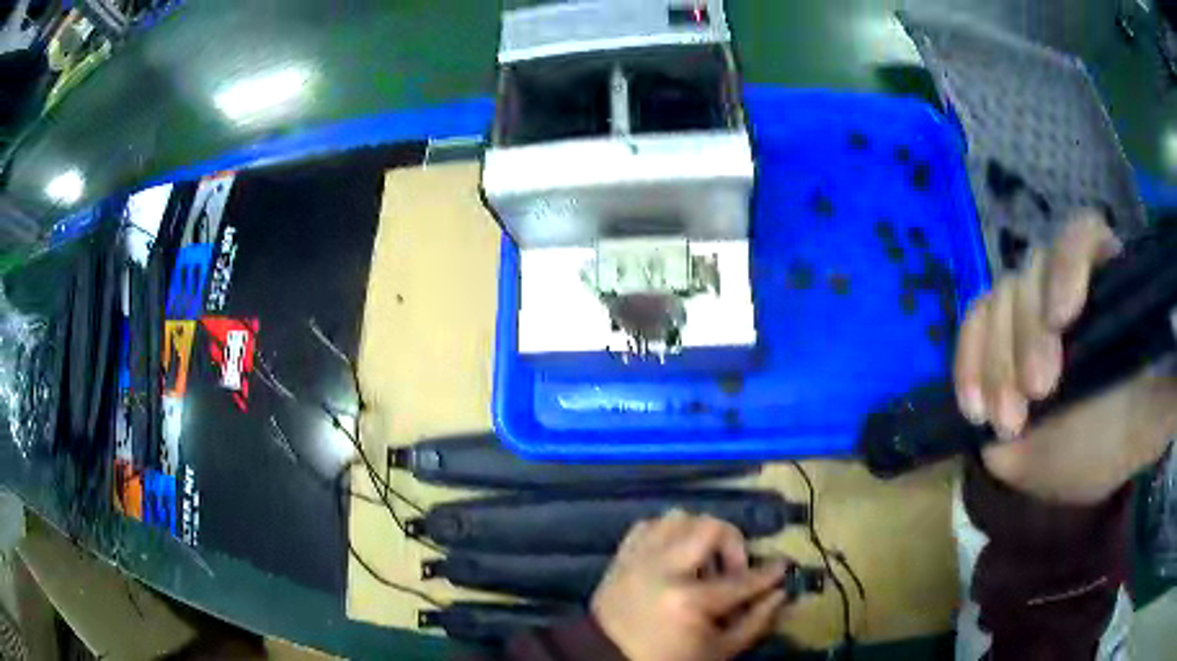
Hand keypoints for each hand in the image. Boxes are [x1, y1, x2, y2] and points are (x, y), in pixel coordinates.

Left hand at [591, 510, 787, 660]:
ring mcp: (637, 559)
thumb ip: (756, 622)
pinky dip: (668, 533)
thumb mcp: (720, 651)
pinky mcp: (620, 557)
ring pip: (678, 518)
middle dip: (733, 544)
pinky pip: (649, 525)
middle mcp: (662, 569)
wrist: (608, 660)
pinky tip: (675, 556)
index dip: (769, 573)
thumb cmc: (669, 660)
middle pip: (710, 528)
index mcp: (688, 600)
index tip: (783, 566)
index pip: (742, 579)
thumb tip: (781, 593)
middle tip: (734, 568)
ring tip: (702, 563)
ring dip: (699, 535)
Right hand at [954, 212, 1176, 503]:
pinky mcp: (996, 343)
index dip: (1068, 263)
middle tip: (1034, 399)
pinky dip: (968, 361)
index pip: (1083, 235)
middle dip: (1028, 335)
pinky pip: (972, 329)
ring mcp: (1026, 314)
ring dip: (995, 362)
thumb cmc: (1122, 439)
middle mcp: (1064, 285)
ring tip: (1006, 421)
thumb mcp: (1154, 414)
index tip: (1063, 320)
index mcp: (1105, 284)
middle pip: (1032, 272)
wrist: (1078, 468)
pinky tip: (973, 405)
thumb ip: (1174, 382)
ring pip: (998, 301)